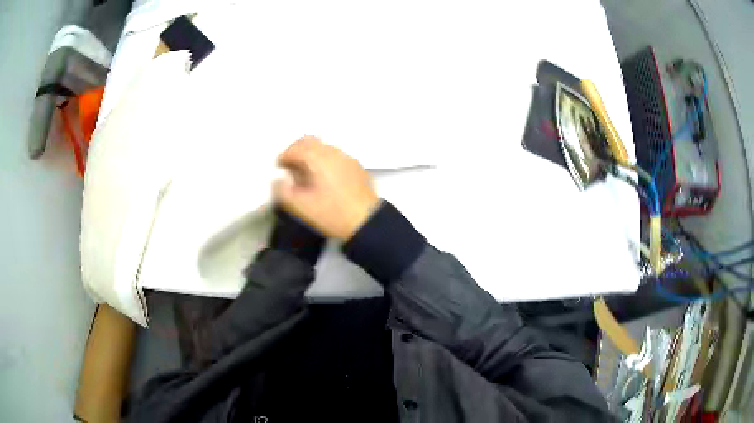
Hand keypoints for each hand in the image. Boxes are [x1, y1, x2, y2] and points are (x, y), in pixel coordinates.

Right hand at [274, 136, 380, 240]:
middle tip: (290, 165)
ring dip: (310, 155)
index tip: (279, 167)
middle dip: (296, 150)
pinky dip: (324, 160)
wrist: (366, 222)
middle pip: (310, 142)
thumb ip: (283, 191)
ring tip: (305, 173)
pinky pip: (335, 155)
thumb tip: (279, 181)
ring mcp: (346, 158)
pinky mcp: (356, 166)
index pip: (295, 149)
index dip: (284, 157)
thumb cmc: (332, 214)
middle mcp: (332, 153)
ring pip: (323, 147)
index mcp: (317, 159)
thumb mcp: (301, 207)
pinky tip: (324, 177)